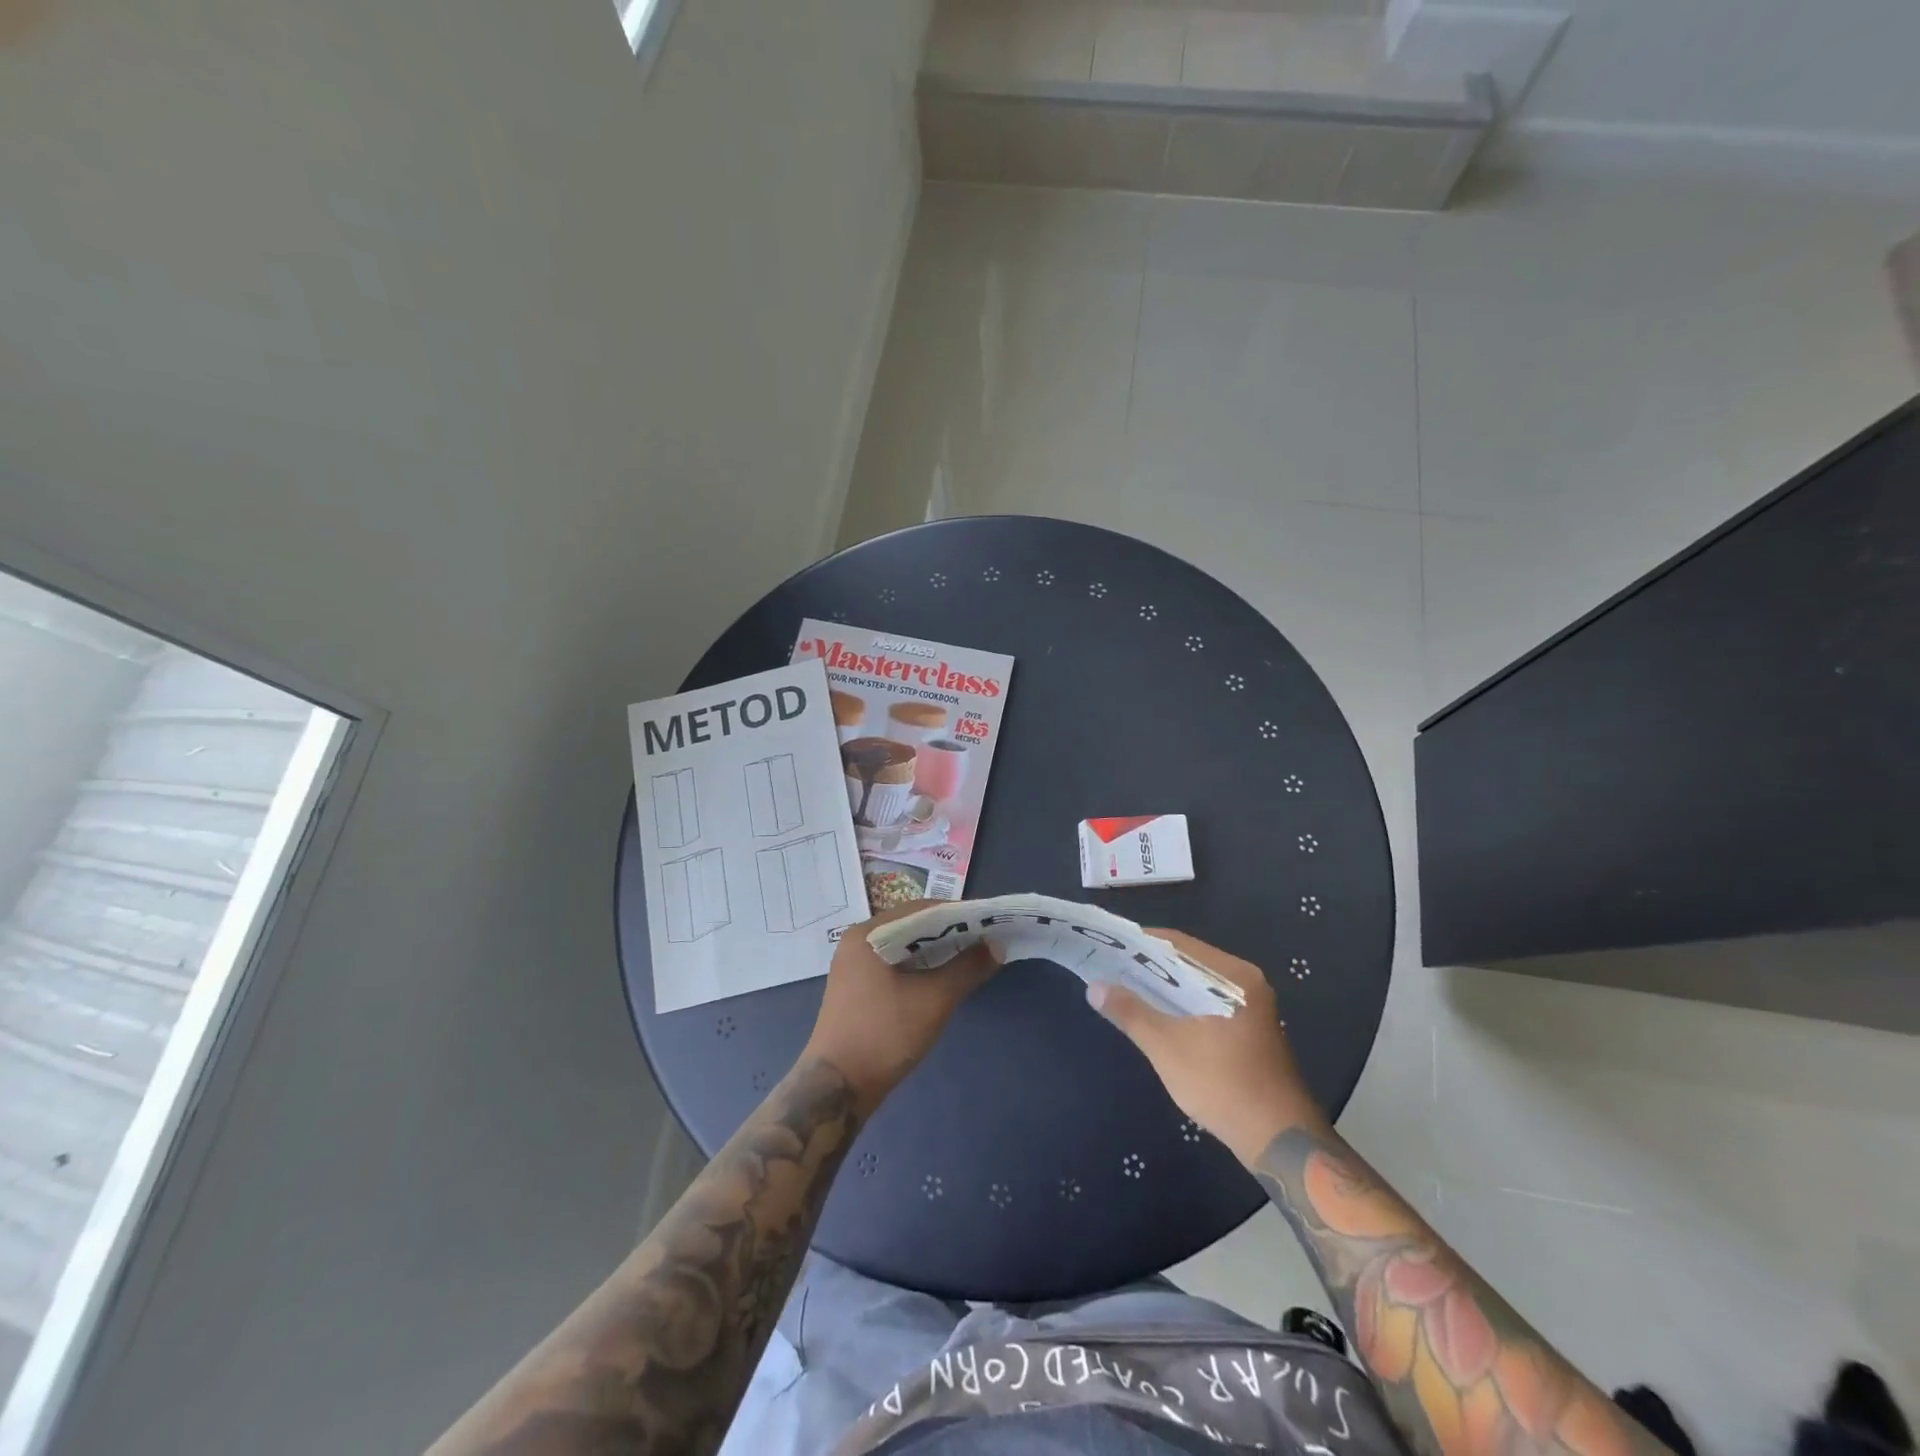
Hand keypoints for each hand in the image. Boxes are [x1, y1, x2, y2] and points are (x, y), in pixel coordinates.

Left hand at [803, 902, 1000, 1112]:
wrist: (837, 1088)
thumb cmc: (884, 1035)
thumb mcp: (933, 1000)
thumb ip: (966, 968)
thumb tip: (996, 946)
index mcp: (867, 934)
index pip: (920, 909)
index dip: (957, 913)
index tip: (988, 920)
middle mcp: (857, 942)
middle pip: (911, 926)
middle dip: (949, 932)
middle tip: (986, 938)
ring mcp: (855, 966)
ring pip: (904, 947)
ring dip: (936, 951)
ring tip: (972, 955)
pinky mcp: (858, 988)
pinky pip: (895, 964)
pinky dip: (921, 966)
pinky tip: (944, 976)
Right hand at [1087, 928, 1325, 1162]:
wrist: (1280, 1141)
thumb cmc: (1223, 1085)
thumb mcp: (1167, 1047)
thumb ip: (1131, 1012)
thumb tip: (1094, 987)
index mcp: (1233, 975)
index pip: (1177, 943)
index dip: (1139, 943)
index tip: (1107, 946)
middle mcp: (1246, 983)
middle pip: (1187, 962)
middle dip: (1148, 965)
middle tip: (1108, 967)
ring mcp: (1251, 1007)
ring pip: (1196, 985)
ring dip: (1163, 987)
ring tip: (1123, 988)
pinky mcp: (1249, 1030)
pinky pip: (1207, 1003)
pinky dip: (1181, 1004)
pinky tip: (1156, 1014)